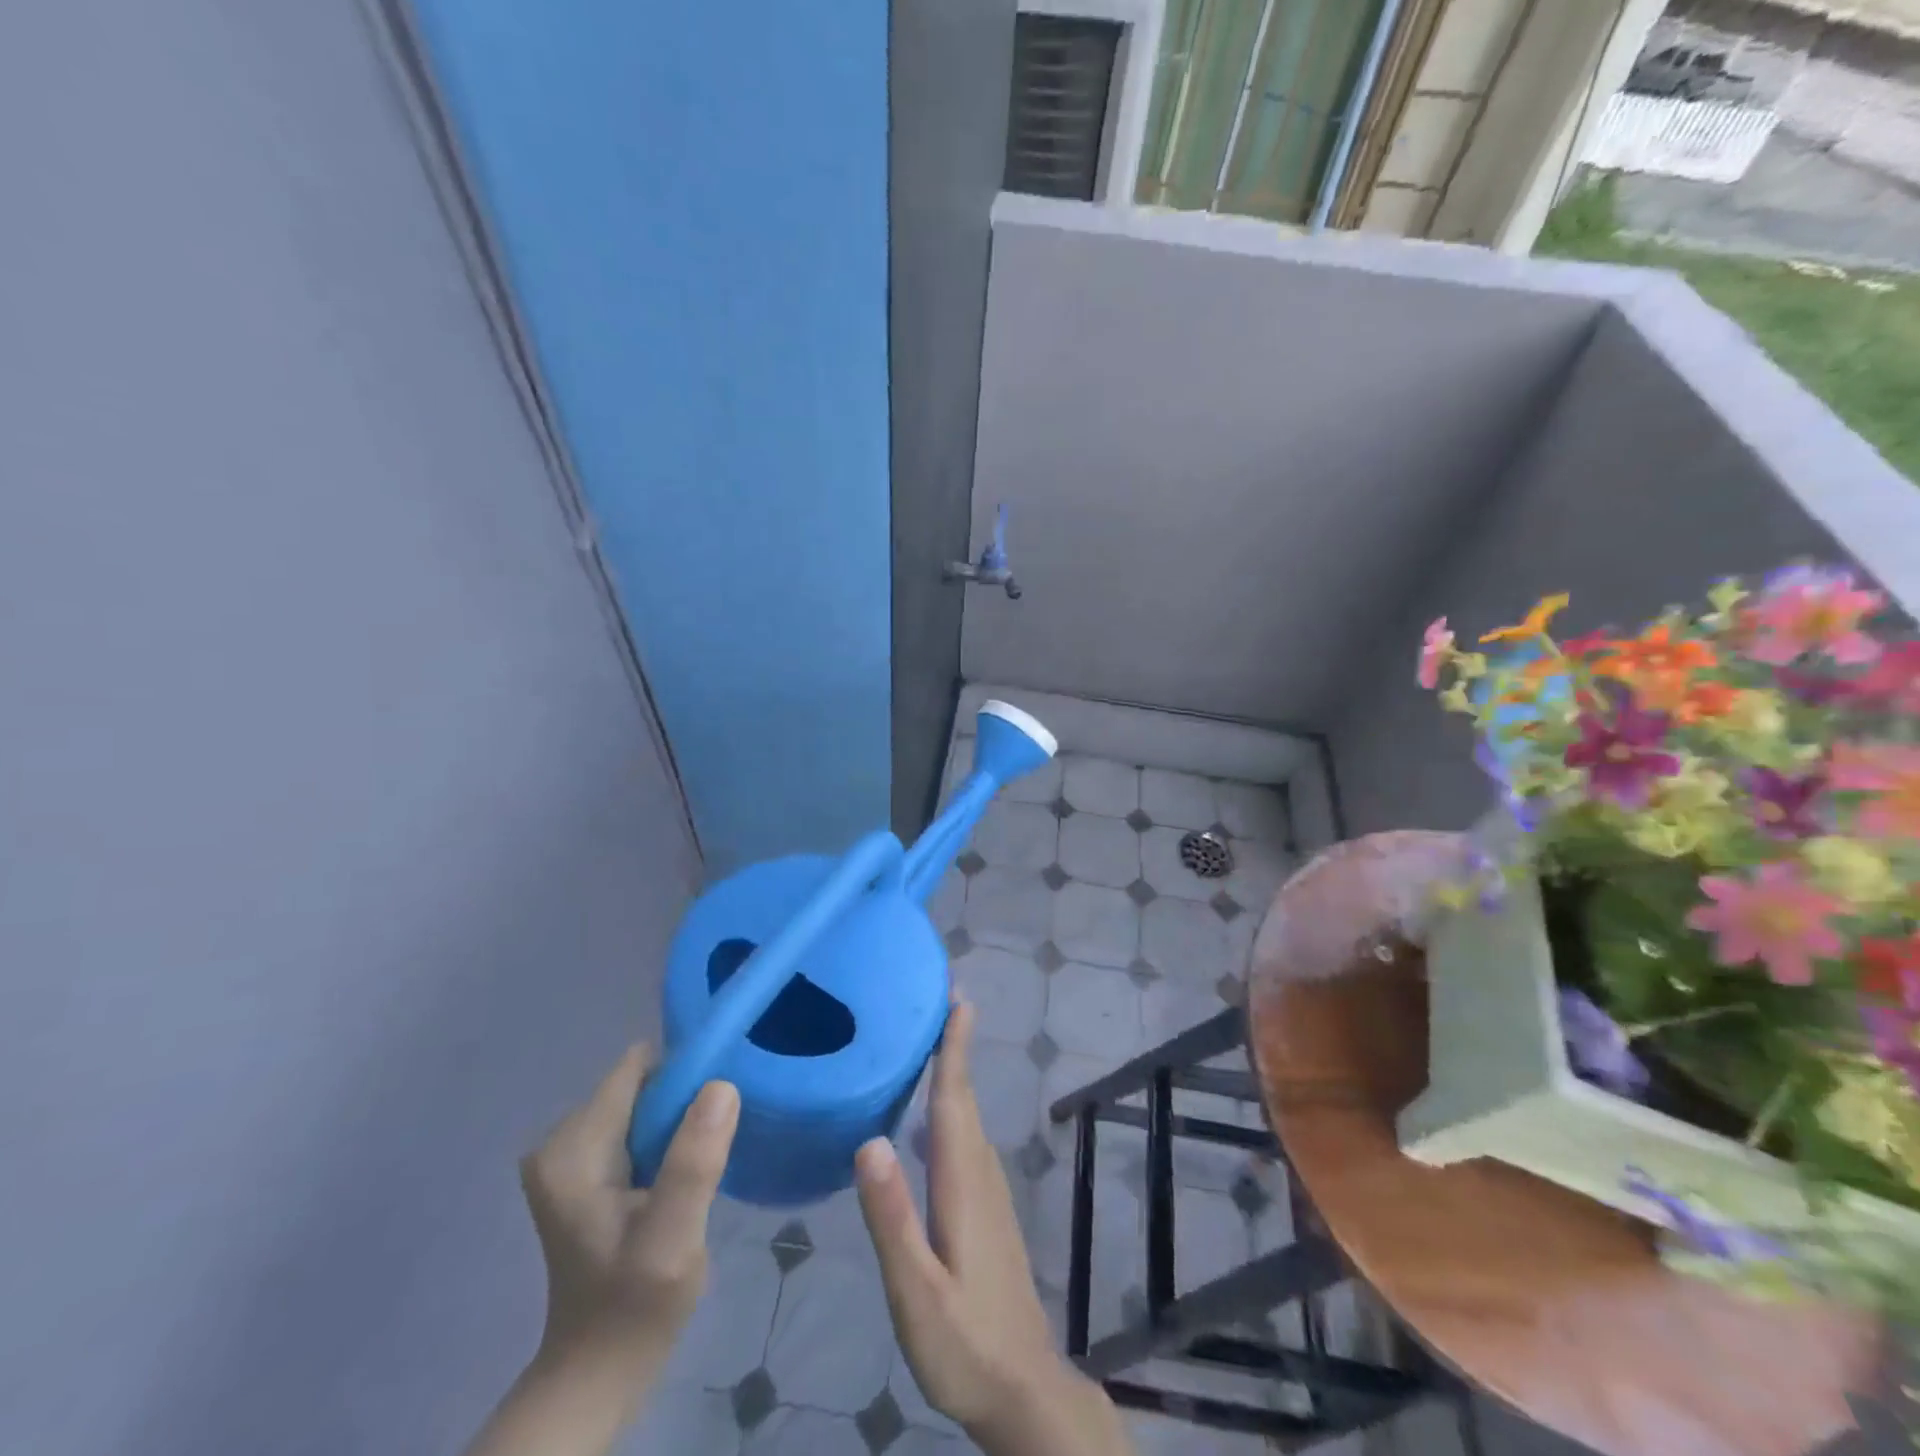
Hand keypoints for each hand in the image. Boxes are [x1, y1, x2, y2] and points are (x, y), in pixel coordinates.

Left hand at [464, 1046, 738, 1455]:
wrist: (597, 1373)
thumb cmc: (635, 1306)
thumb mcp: (672, 1239)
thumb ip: (693, 1163)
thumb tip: (722, 1084)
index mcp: (573, 1147)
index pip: (638, 1068)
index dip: (687, 1072)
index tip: (726, 1098)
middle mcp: (562, 1141)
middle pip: (642, 1083)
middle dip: (687, 1098)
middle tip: (721, 1137)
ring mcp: (571, 1156)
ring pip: (645, 1103)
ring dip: (682, 1120)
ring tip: (709, 1154)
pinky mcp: (587, 1172)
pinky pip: (639, 1127)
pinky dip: (670, 1138)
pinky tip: (688, 1171)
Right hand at [855, 1003, 1132, 1455]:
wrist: (1022, 1389)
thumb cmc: (965, 1343)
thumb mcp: (917, 1291)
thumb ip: (892, 1218)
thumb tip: (870, 1139)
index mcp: (962, 1182)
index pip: (955, 1100)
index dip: (955, 1048)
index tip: (957, 998)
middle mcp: (981, 1174)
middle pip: (964, 1098)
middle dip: (954, 1047)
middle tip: (938, 1001)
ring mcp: (989, 1193)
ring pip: (968, 1118)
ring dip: (954, 1074)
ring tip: (933, 1041)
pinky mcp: (987, 1210)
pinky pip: (967, 1139)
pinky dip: (953, 1108)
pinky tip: (933, 1116)